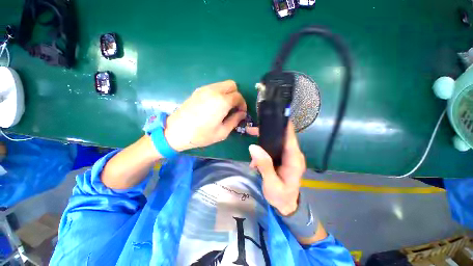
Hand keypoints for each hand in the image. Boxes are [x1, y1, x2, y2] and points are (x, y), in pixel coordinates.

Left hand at [164, 80, 246, 151]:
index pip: (238, 96)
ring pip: (222, 84)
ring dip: (227, 93)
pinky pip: (214, 87)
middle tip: (234, 108)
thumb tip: (242, 113)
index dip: (242, 104)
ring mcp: (204, 89)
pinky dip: (219, 93)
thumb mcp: (222, 132)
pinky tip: (214, 105)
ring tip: (224, 107)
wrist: (176, 132)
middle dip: (236, 95)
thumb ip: (235, 120)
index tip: (241, 112)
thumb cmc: (201, 135)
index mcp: (222, 101)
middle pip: (232, 85)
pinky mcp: (198, 90)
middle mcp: (214, 91)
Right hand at [248, 122, 305, 215]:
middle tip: (251, 130)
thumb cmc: (281, 196)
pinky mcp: (282, 158)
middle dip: (267, 132)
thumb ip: (264, 165)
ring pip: (275, 142)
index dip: (284, 125)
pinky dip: (262, 150)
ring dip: (262, 141)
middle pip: (282, 136)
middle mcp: (293, 154)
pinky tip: (254, 159)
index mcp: (294, 159)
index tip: (272, 116)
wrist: (286, 205)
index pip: (290, 137)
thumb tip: (253, 147)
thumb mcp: (271, 184)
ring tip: (250, 141)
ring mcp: (287, 156)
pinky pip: (272, 148)